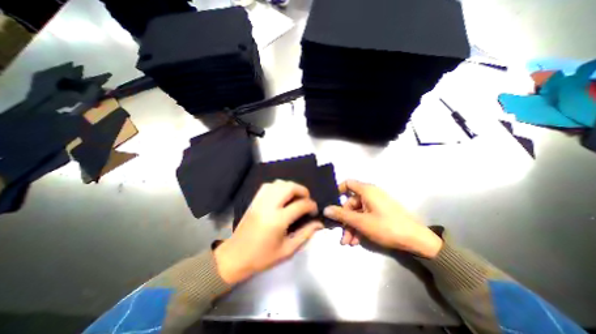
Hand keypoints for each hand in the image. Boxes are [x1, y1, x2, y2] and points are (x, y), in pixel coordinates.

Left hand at [216, 181, 324, 283]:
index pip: (300, 205)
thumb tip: (319, 224)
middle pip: (289, 187)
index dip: (311, 205)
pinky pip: (268, 186)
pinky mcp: (254, 201)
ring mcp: (260, 201)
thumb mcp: (287, 250)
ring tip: (296, 196)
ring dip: (291, 187)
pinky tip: (282, 194)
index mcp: (278, 220)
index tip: (314, 211)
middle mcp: (269, 206)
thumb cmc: (262, 257)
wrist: (235, 257)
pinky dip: (278, 186)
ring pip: (279, 183)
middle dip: (303, 190)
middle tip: (307, 199)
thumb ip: (305, 234)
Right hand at [322, 181, 440, 257]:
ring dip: (351, 226)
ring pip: (358, 212)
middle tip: (342, 235)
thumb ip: (342, 214)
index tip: (332, 203)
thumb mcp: (361, 222)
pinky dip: (360, 227)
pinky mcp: (381, 213)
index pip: (348, 184)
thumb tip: (325, 209)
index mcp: (367, 191)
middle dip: (345, 219)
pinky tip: (357, 240)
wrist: (417, 240)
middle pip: (351, 203)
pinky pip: (366, 217)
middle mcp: (371, 194)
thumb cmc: (387, 227)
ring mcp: (376, 204)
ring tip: (349, 242)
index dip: (338, 191)